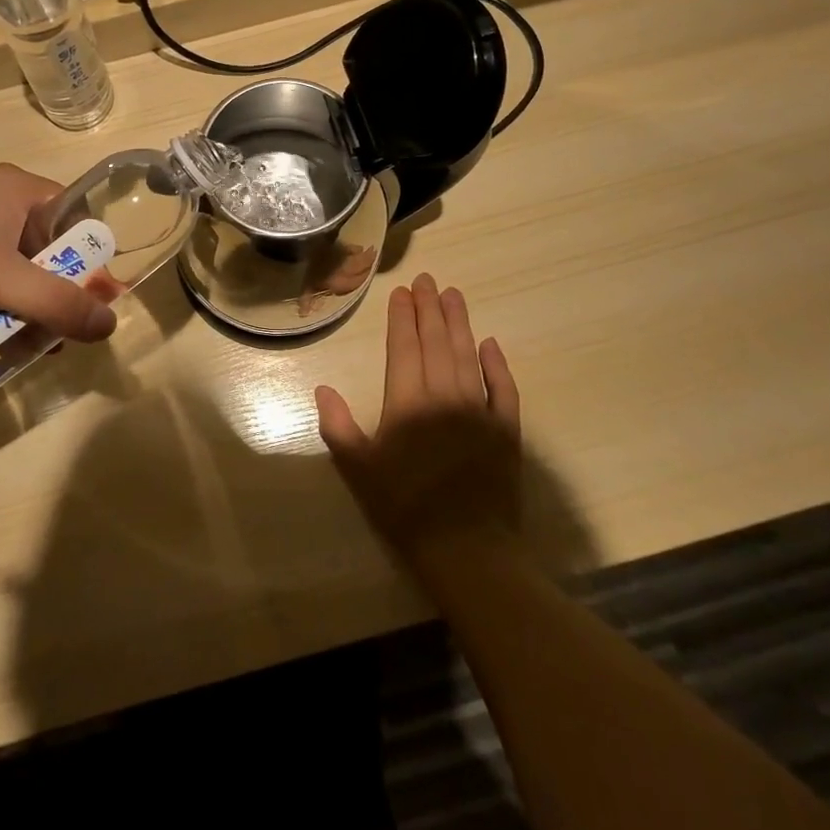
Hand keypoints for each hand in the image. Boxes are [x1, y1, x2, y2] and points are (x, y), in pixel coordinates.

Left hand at [0, 165, 117, 342]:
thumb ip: (56, 303)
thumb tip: (111, 323)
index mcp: (18, 189)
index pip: (78, 218)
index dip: (95, 259)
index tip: (101, 303)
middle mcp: (0, 203)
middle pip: (52, 249)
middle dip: (62, 293)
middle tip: (69, 333)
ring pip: (22, 271)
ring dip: (31, 307)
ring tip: (37, 348)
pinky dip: (3, 308)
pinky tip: (3, 341)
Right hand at [315, 273, 524, 573]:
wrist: (466, 550)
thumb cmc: (403, 507)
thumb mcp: (358, 469)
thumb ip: (338, 425)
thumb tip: (323, 389)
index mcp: (407, 401)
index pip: (403, 347)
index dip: (402, 316)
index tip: (402, 291)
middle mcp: (444, 395)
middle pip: (436, 341)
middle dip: (430, 308)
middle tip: (428, 279)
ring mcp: (479, 410)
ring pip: (467, 354)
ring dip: (460, 323)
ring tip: (454, 295)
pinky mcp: (506, 430)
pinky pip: (503, 388)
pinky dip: (497, 363)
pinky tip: (491, 343)